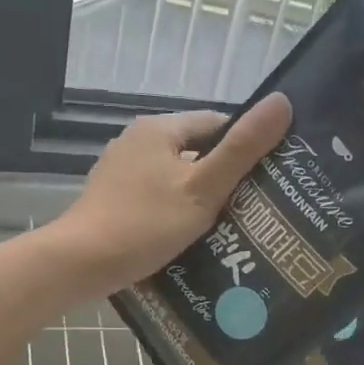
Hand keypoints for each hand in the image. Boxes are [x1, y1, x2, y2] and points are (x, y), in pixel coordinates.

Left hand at [54, 93, 291, 292]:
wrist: (81, 262)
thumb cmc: (146, 223)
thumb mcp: (202, 187)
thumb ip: (242, 149)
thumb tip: (282, 102)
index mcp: (159, 128)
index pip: (216, 124)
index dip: (245, 146)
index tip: (269, 176)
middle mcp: (136, 141)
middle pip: (194, 151)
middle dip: (223, 175)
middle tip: (254, 206)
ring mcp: (120, 171)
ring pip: (174, 177)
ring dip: (199, 196)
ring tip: (228, 226)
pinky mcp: (111, 199)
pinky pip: (155, 197)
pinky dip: (174, 211)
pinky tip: (188, 236)